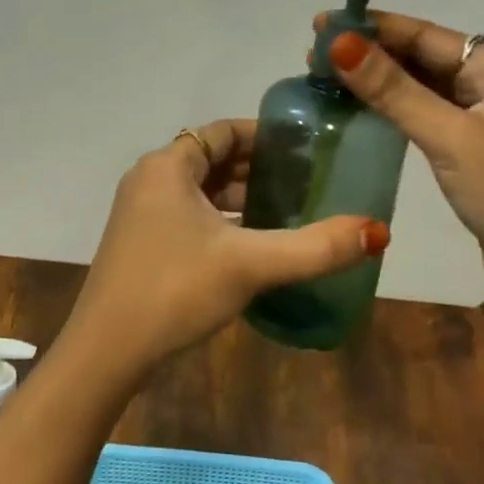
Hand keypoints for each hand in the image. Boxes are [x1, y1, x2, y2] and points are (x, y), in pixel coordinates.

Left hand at [66, 120, 388, 378]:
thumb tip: (377, 230)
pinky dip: (222, 220)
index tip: (306, 149)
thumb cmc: (175, 290)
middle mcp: (151, 179)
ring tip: (290, 210)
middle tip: (308, 182)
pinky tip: (253, 244)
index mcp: (168, 166)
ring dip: (241, 197)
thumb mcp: (249, 264)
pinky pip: (190, 215)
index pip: (223, 131)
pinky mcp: (142, 242)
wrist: (106, 351)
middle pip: (213, 158)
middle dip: (258, 168)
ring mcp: (142, 212)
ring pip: (202, 191)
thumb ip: (314, 247)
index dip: (265, 136)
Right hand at [318, 12, 483, 331]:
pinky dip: (393, 114)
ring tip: (327, 77)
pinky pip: (426, 121)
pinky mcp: (472, 156)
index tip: (322, 23)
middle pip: (424, 59)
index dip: (374, 27)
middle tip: (314, 54)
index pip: (427, 35)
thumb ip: (393, 90)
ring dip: (379, 83)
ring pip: (423, 91)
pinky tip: (359, 113)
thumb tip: (339, 42)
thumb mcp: (450, 137)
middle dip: (372, 53)